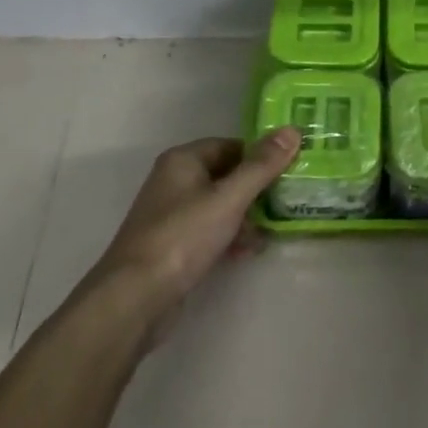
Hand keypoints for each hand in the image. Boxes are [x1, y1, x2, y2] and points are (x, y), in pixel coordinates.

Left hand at [88, 128, 300, 337]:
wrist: (135, 298)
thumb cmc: (183, 237)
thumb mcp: (229, 198)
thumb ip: (262, 166)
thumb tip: (292, 130)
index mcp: (183, 160)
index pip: (232, 145)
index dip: (261, 155)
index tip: (291, 168)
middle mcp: (175, 181)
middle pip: (227, 175)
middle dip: (257, 189)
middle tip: (290, 199)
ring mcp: (173, 215)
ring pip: (220, 205)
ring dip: (247, 216)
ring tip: (274, 229)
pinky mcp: (174, 246)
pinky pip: (210, 231)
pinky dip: (231, 236)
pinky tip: (251, 251)